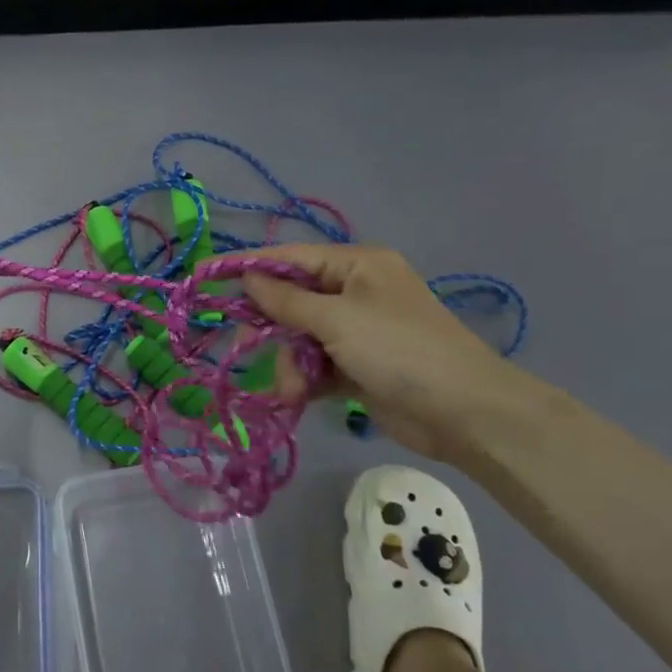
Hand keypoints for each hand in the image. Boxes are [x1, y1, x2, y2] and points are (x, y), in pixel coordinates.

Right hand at [243, 244, 531, 461]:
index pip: (290, 258)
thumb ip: (286, 300)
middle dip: (273, 329)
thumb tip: (247, 277)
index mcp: (356, 266)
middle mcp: (355, 292)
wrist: (465, 413)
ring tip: (295, 390)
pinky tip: (301, 397)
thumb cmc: (400, 351)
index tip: (206, 276)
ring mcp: (357, 331)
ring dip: (290, 364)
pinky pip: (315, 365)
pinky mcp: (357, 367)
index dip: (247, 266)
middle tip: (244, 346)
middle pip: (291, 301)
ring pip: (299, 339)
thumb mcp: (337, 320)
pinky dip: (305, 379)